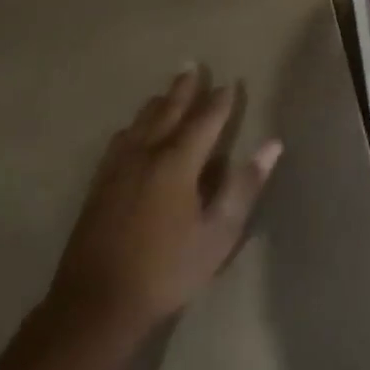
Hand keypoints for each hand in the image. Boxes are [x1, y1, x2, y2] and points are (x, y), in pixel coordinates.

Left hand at [48, 66, 281, 335]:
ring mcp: (118, 168)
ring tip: (168, 91)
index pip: (205, 121)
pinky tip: (131, 130)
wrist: (97, 304)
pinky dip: (134, 126)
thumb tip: (272, 145)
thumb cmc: (167, 269)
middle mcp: (146, 154)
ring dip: (159, 103)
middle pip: (169, 111)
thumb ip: (243, 186)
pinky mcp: (99, 184)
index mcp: (178, 162)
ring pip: (141, 122)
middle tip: (194, 66)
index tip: (231, 83)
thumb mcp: (218, 233)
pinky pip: (119, 141)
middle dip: (185, 89)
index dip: (220, 102)